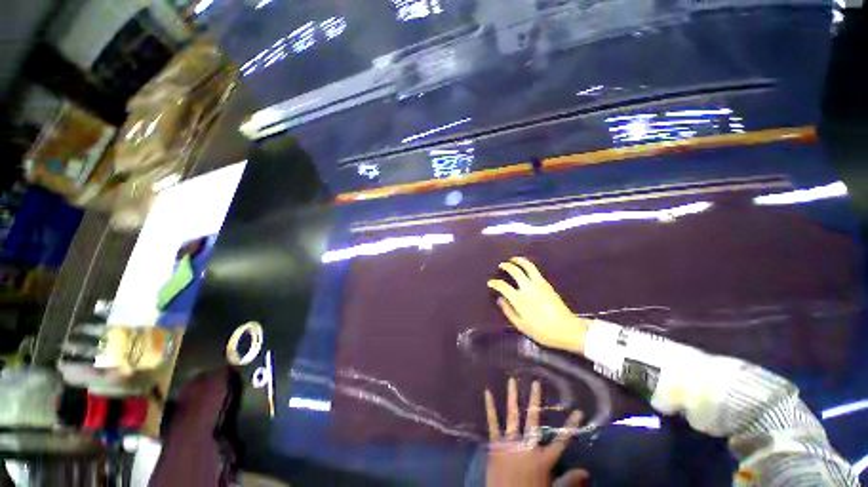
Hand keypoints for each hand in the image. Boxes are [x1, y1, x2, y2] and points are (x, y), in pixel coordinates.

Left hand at [485, 378, 587, 486]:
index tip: (578, 411)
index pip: (561, 440)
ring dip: (513, 397)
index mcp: (544, 459)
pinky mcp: (496, 445)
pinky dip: (490, 408)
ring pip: (513, 416)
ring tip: (512, 380)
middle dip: (535, 400)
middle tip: (535, 382)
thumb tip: (587, 472)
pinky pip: (492, 423)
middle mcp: (528, 447)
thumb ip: (569, 481)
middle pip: (534, 420)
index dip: (571, 426)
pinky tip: (488, 392)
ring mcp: (510, 444)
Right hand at [488, 257, 590, 353]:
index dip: (495, 283)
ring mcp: (539, 284)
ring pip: (527, 266)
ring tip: (513, 259)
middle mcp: (528, 288)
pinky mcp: (547, 284)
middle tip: (501, 265)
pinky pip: (535, 270)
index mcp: (519, 300)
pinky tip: (525, 267)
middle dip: (506, 266)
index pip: (503, 286)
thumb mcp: (521, 326)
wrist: (567, 329)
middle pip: (515, 271)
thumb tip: (500, 300)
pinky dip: (528, 265)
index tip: (491, 282)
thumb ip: (509, 311)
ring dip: (519, 261)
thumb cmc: (542, 331)